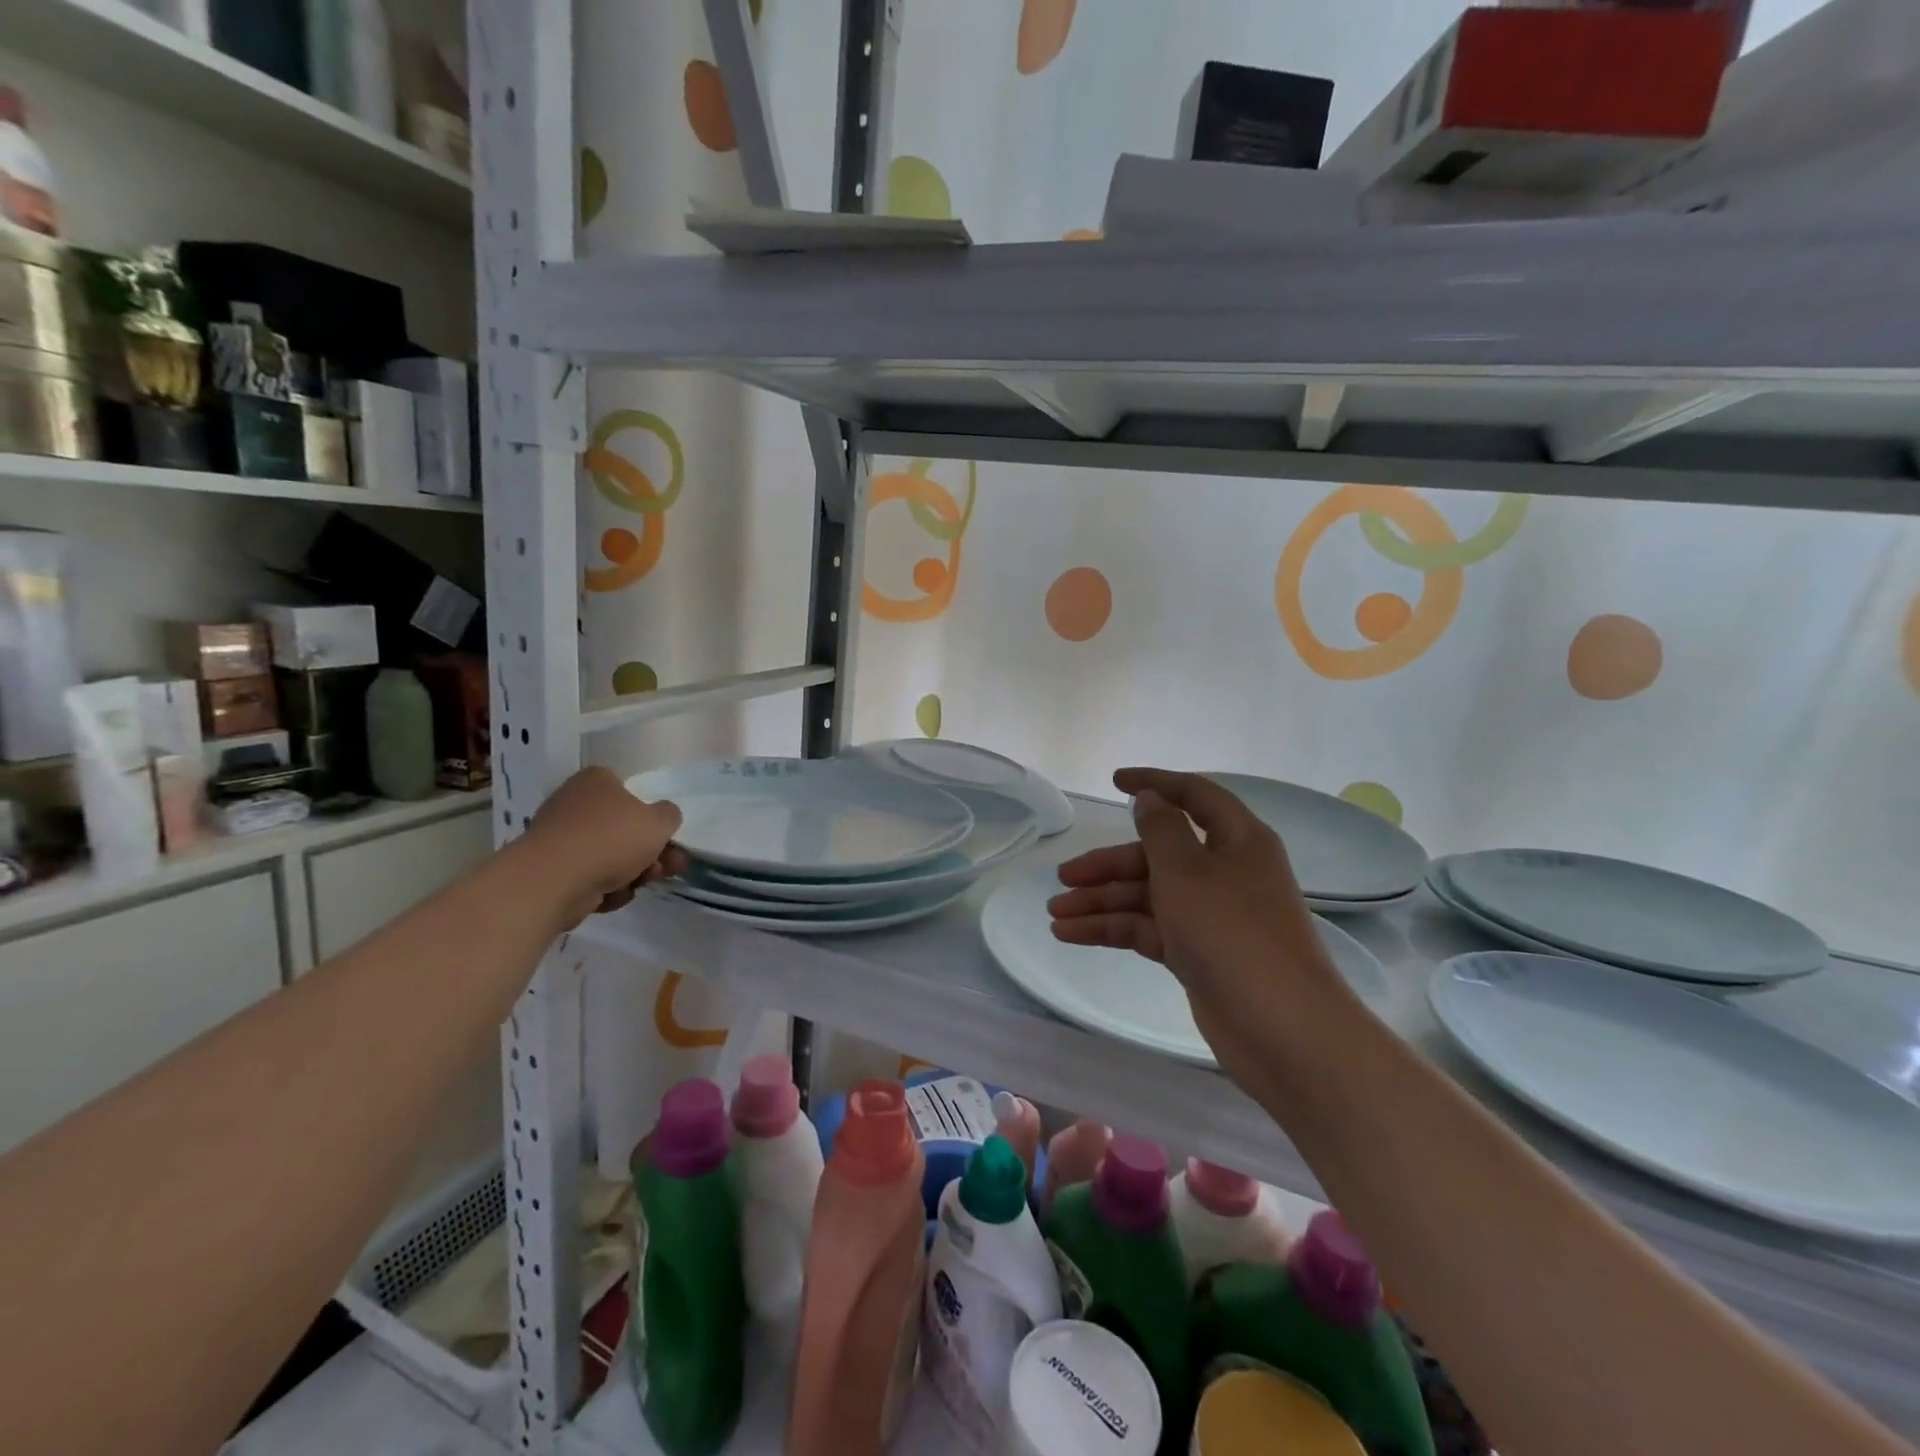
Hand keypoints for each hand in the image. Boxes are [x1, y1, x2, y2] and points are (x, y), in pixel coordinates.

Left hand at [523, 767, 687, 926]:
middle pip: (622, 828)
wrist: (554, 881)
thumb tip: (662, 817)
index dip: (651, 815)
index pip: (629, 791)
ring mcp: (560, 838)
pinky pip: (589, 877)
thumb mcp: (659, 821)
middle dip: (650, 852)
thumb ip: (669, 815)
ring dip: (632, 872)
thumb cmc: (611, 839)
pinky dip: (604, 887)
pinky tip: (610, 896)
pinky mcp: (551, 870)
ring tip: (643, 884)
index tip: (666, 837)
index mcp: (596, 781)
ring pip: (609, 855)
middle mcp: (574, 803)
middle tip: (670, 867)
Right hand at [1047, 768, 1347, 1073]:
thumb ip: (1161, 829)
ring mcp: (1212, 916)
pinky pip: (1149, 929)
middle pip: (1158, 854)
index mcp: (1237, 840)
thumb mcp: (1187, 871)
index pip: (1194, 796)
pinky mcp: (1199, 953)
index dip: (1155, 783)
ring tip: (1055, 913)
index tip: (1115, 782)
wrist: (1281, 1029)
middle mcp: (1225, 872)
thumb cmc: (1232, 933)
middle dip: (1109, 864)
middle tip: (1063, 876)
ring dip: (1102, 901)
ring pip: (1148, 895)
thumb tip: (1150, 799)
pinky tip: (1071, 934)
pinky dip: (1112, 929)